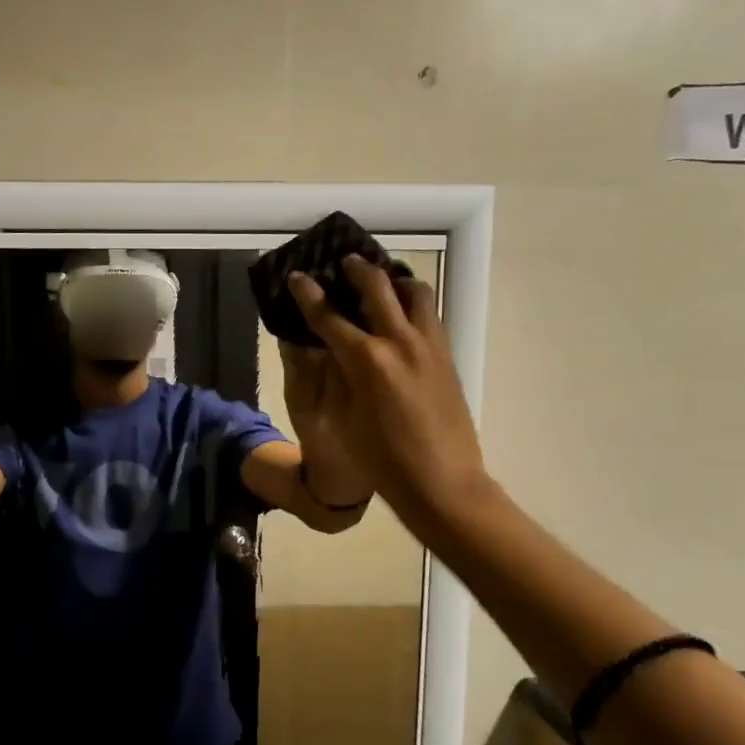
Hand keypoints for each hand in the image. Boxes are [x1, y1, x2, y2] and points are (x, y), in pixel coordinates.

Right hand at [286, 258, 486, 520]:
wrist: (442, 482)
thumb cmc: (383, 461)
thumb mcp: (346, 419)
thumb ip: (337, 378)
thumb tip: (329, 352)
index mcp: (367, 361)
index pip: (330, 317)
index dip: (309, 294)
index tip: (298, 276)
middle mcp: (399, 342)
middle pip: (377, 287)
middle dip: (357, 270)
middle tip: (344, 261)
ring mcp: (429, 346)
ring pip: (415, 292)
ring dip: (394, 280)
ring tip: (382, 281)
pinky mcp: (446, 357)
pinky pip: (429, 314)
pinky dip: (413, 303)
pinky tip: (403, 314)